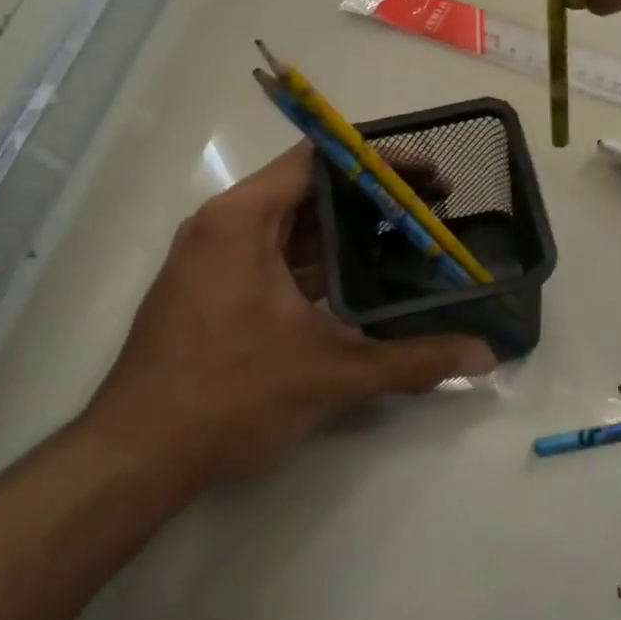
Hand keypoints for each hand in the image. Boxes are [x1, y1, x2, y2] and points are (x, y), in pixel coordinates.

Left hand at [81, 144, 495, 499]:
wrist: (135, 458)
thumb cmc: (229, 396)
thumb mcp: (330, 373)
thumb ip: (412, 361)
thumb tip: (484, 357)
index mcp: (242, 220)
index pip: (318, 161)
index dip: (378, 162)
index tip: (427, 176)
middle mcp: (225, 227)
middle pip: (311, 191)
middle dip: (374, 199)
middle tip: (435, 208)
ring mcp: (217, 261)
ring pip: (296, 229)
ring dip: (350, 235)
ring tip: (412, 241)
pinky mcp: (217, 293)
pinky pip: (280, 260)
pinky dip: (323, 265)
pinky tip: (367, 283)